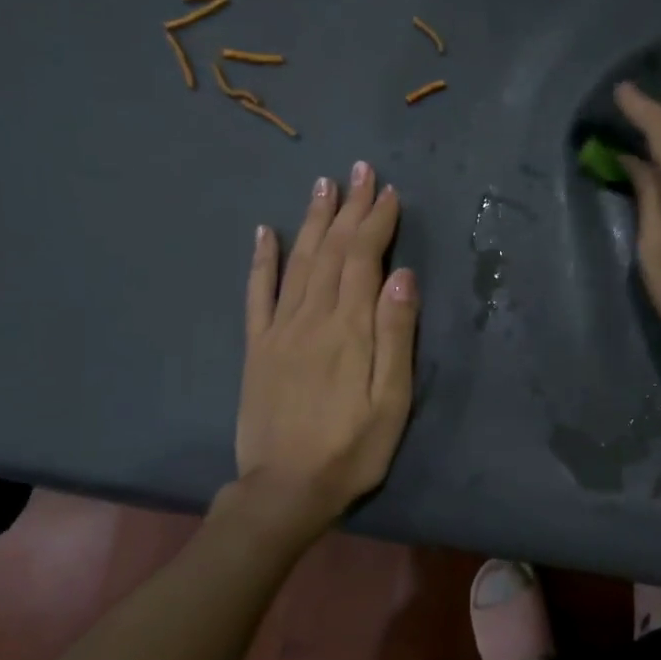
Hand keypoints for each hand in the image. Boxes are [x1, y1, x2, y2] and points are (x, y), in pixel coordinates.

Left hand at [230, 163, 419, 539]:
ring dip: (313, 220)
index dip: (377, 222)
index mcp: (350, 328)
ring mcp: (280, 330)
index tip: (389, 191)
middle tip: (359, 170)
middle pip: (332, 251)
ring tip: (324, 185)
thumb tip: (403, 275)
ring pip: (299, 261)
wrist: (285, 489)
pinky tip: (266, 231)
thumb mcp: (392, 400)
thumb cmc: (353, 449)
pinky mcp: (258, 347)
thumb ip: (396, 335)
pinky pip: (257, 294)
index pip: (364, 259)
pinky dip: (262, 260)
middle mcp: (312, 317)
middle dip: (349, 208)